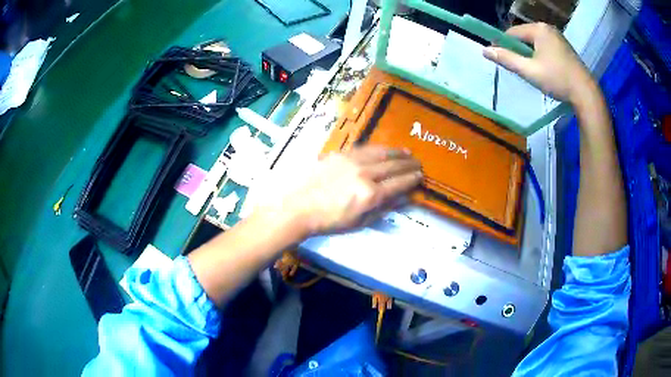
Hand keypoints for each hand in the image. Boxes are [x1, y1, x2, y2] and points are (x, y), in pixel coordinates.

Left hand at [257, 146, 422, 236]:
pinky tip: (384, 149)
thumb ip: (383, 209)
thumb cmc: (330, 221)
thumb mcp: (360, 222)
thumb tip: (403, 199)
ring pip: (380, 153)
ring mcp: (352, 161)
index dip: (412, 179)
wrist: (299, 207)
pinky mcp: (340, 154)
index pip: (398, 184)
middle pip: (393, 165)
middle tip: (418, 163)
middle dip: (408, 164)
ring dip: (396, 152)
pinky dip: (378, 149)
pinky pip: (364, 149)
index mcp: (370, 194)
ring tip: (407, 153)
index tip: (420, 176)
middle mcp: (365, 174)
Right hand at [482, 23, 595, 104]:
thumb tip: (485, 50)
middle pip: (524, 36)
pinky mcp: (565, 47)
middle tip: (517, 67)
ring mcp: (558, 37)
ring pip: (535, 42)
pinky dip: (540, 55)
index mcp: (538, 29)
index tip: (498, 58)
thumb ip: (507, 59)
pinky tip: (543, 68)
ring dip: (529, 53)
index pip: (512, 33)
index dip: (503, 44)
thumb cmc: (557, 79)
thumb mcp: (529, 71)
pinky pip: (546, 46)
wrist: (586, 93)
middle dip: (518, 50)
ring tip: (530, 70)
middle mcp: (547, 28)